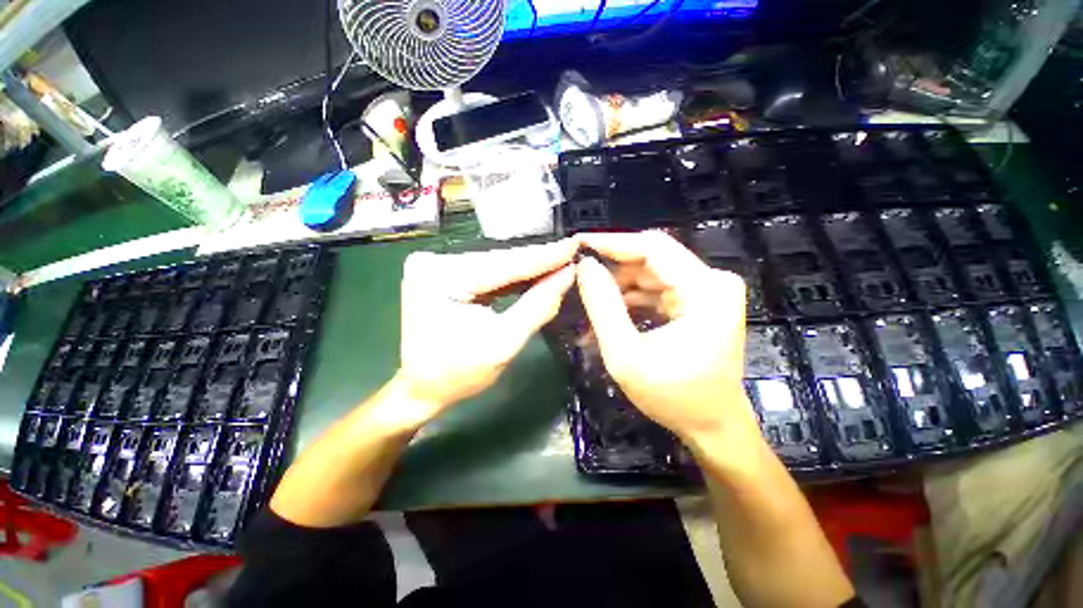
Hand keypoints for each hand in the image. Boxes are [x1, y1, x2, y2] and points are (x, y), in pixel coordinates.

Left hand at [393, 239, 577, 428]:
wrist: (423, 389)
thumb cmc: (458, 375)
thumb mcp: (503, 344)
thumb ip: (537, 307)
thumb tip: (567, 275)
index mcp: (441, 277)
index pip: (505, 264)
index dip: (544, 257)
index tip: (575, 245)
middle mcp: (436, 262)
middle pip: (501, 260)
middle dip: (540, 261)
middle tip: (573, 253)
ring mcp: (440, 266)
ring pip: (498, 265)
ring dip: (531, 267)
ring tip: (563, 261)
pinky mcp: (448, 275)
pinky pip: (490, 274)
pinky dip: (516, 277)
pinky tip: (540, 273)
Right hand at [575, 231, 760, 450]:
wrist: (713, 427)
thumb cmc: (674, 398)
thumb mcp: (626, 354)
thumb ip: (603, 307)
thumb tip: (585, 266)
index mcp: (706, 290)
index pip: (653, 247)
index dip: (613, 242)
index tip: (580, 244)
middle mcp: (713, 282)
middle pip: (652, 259)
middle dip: (613, 268)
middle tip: (580, 277)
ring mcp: (708, 291)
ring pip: (651, 273)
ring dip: (619, 287)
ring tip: (592, 304)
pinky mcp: (699, 302)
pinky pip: (657, 288)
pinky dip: (632, 298)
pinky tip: (611, 314)